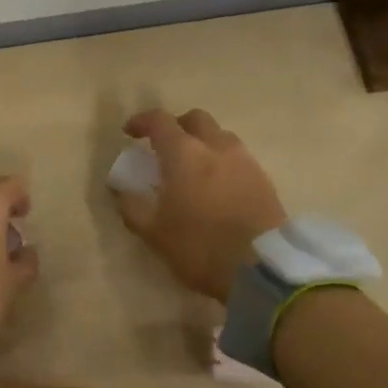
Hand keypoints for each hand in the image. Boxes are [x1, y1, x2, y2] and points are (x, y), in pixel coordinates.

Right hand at [111, 108, 286, 302]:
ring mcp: (245, 160)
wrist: (262, 268)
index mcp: (184, 153)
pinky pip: (239, 158)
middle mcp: (216, 146)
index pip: (159, 120)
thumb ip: (133, 207)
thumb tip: (122, 191)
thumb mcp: (154, 233)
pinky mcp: (264, 179)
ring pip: (220, 136)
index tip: (130, 132)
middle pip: (196, 119)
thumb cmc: (200, 246)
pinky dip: (223, 163)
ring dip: (203, 143)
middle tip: (165, 147)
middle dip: (177, 126)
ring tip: (194, 168)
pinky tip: (218, 187)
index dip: (141, 121)